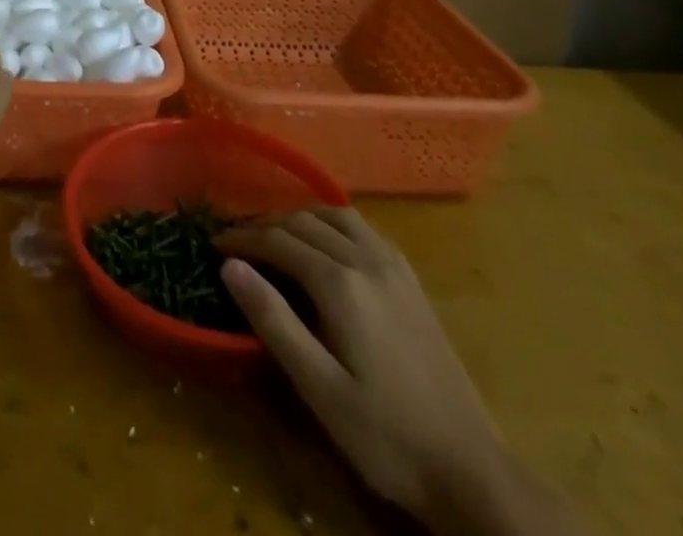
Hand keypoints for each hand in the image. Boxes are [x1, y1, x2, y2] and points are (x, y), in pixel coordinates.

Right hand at [216, 209, 507, 527]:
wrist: (469, 468)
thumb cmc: (385, 435)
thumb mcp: (319, 388)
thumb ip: (273, 320)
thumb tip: (229, 266)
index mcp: (340, 283)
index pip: (278, 240)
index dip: (242, 238)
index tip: (213, 243)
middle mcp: (366, 259)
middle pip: (304, 220)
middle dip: (265, 224)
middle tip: (236, 241)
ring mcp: (393, 265)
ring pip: (335, 215)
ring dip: (298, 217)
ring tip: (274, 236)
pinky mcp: (410, 278)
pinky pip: (361, 228)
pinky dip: (330, 223)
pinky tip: (324, 244)